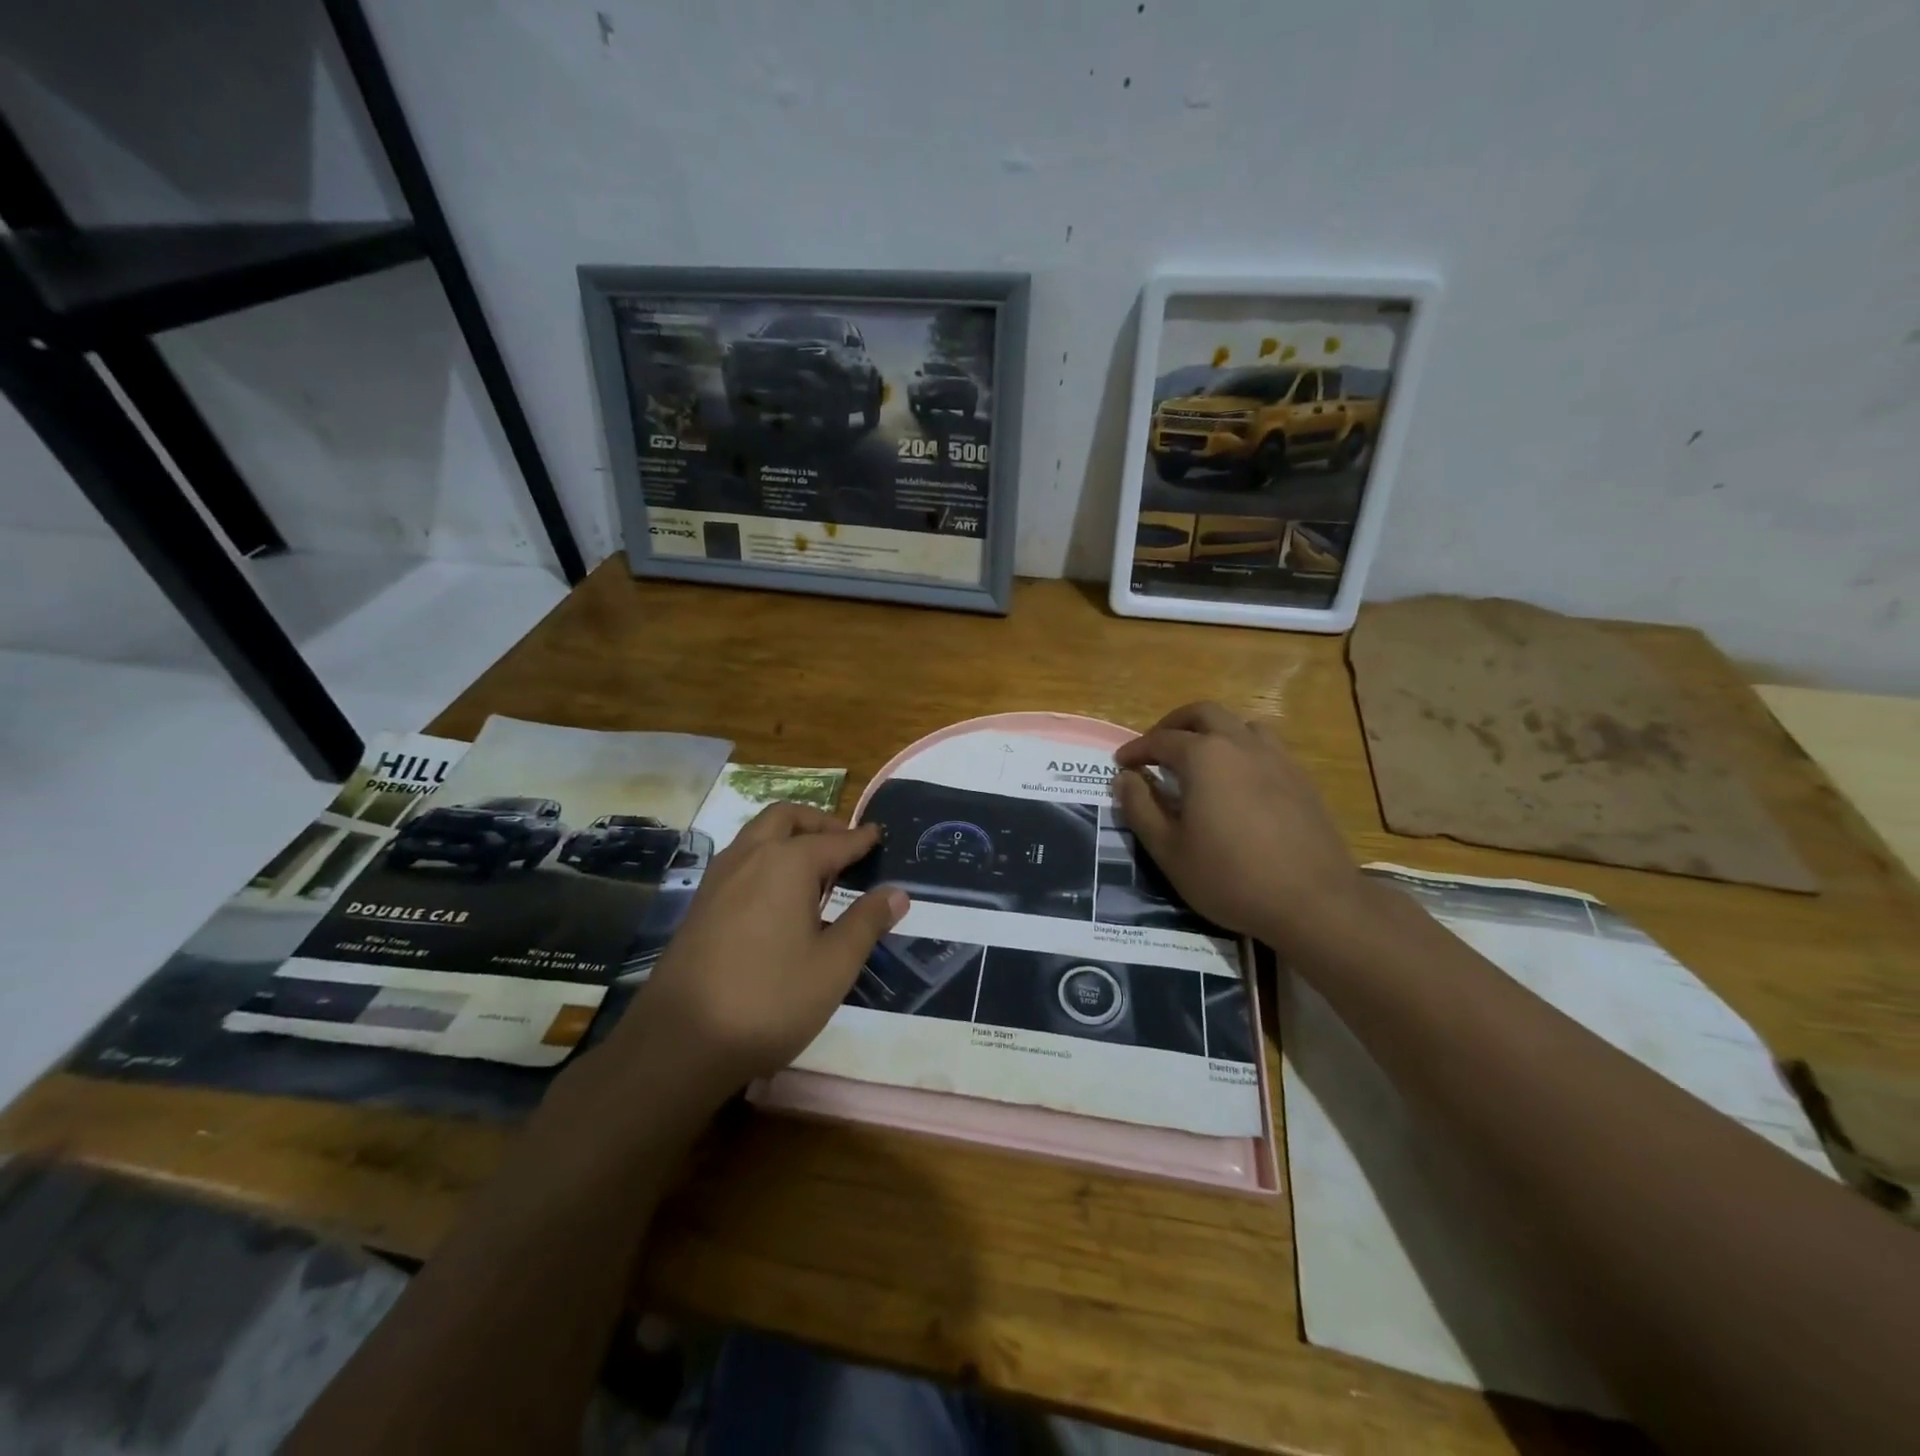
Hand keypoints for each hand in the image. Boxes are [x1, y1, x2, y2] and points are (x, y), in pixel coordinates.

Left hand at [602, 804, 907, 1101]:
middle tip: (844, 844)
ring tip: (815, 872)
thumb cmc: (770, 999)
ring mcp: (718, 879)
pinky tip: (778, 899)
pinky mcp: (700, 904)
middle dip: (818, 822)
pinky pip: (740, 861)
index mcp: (786, 863)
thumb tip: (897, 892)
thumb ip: (867, 922)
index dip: (861, 839)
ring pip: (757, 835)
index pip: (835, 841)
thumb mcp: (834, 965)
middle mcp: (750, 857)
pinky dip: (766, 859)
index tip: (878, 835)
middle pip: (786, 818)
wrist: (680, 1042)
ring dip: (788, 837)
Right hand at [1114, 702, 1361, 952]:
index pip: (1161, 740)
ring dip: (1214, 731)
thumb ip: (1140, 808)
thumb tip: (1124, 778)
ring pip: (1241, 724)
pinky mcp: (1302, 779)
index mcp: (1204, 757)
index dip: (1136, 750)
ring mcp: (1277, 758)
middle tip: (1156, 748)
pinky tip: (1240, 782)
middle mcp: (1240, 744)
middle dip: (1173, 724)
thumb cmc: (1229, 876)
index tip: (1120, 763)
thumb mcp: (1168, 849)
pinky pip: (1267, 747)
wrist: (1313, 901)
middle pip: (1203, 714)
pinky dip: (1243, 750)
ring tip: (1201, 758)